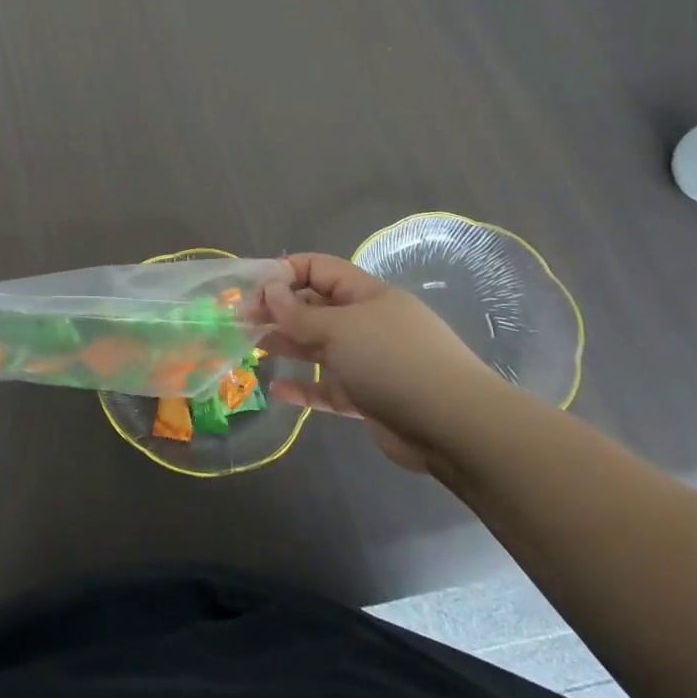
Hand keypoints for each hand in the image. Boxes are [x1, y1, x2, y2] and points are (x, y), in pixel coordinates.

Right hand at [250, 253, 507, 471]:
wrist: (455, 427)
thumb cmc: (393, 361)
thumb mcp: (339, 329)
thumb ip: (298, 313)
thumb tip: (269, 290)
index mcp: (367, 295)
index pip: (319, 269)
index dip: (284, 273)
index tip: (252, 289)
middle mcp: (368, 323)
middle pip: (315, 308)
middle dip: (279, 312)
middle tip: (241, 322)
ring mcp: (370, 361)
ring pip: (319, 347)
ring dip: (287, 346)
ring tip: (251, 348)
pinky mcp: (369, 398)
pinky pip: (329, 387)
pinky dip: (304, 387)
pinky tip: (276, 391)